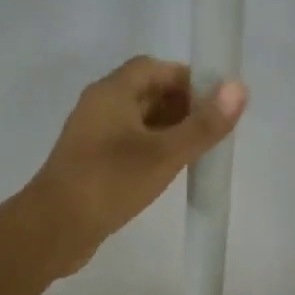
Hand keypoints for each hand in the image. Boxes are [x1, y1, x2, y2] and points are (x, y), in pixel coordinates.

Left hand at [27, 57, 246, 273]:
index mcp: (111, 92)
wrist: (54, 227)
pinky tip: (167, 173)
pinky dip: (150, 151)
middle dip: (181, 106)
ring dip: (166, 131)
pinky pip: (126, 146)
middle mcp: (98, 107)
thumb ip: (203, 124)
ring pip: (136, 122)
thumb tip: (239, 88)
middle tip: (211, 130)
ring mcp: (91, 137)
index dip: (187, 79)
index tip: (216, 102)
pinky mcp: (89, 165)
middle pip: (145, 93)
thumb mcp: (164, 154)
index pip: (154, 67)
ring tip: (196, 152)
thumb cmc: (110, 182)